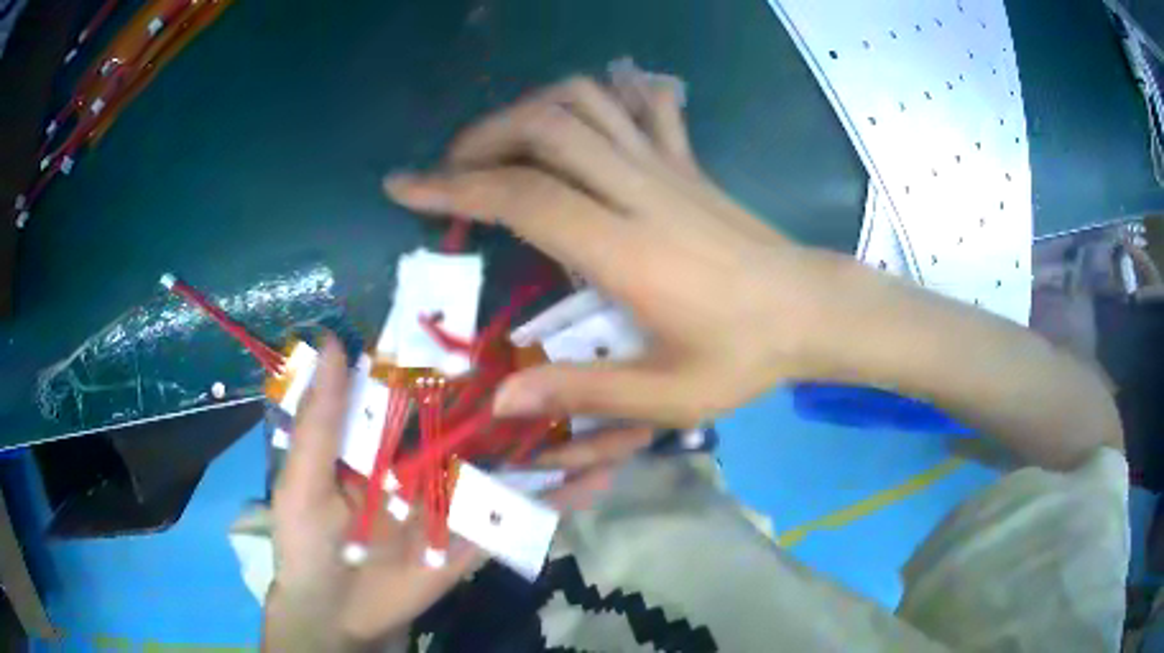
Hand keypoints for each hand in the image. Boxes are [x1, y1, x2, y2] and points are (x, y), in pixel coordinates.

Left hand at [263, 335, 615, 650]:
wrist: (335, 618)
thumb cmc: (306, 546)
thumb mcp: (304, 484)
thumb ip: (321, 421)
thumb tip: (335, 341)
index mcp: (388, 436)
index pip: (433, 382)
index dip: (470, 352)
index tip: (518, 321)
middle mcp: (431, 458)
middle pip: (490, 420)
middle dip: (538, 394)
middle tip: (592, 361)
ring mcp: (461, 498)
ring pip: (517, 463)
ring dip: (565, 441)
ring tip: (622, 416)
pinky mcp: (479, 537)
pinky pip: (523, 514)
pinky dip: (561, 497)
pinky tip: (603, 477)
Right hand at [384, 69, 845, 428]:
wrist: (812, 310)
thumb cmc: (745, 357)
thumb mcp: (666, 397)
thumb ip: (581, 392)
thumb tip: (501, 401)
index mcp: (626, 251)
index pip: (523, 196)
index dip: (454, 185)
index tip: (404, 186)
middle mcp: (640, 191)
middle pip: (546, 125)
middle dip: (482, 136)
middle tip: (451, 170)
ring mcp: (666, 166)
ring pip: (586, 101)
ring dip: (530, 109)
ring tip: (501, 145)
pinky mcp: (686, 161)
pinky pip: (640, 105)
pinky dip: (602, 96)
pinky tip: (582, 116)